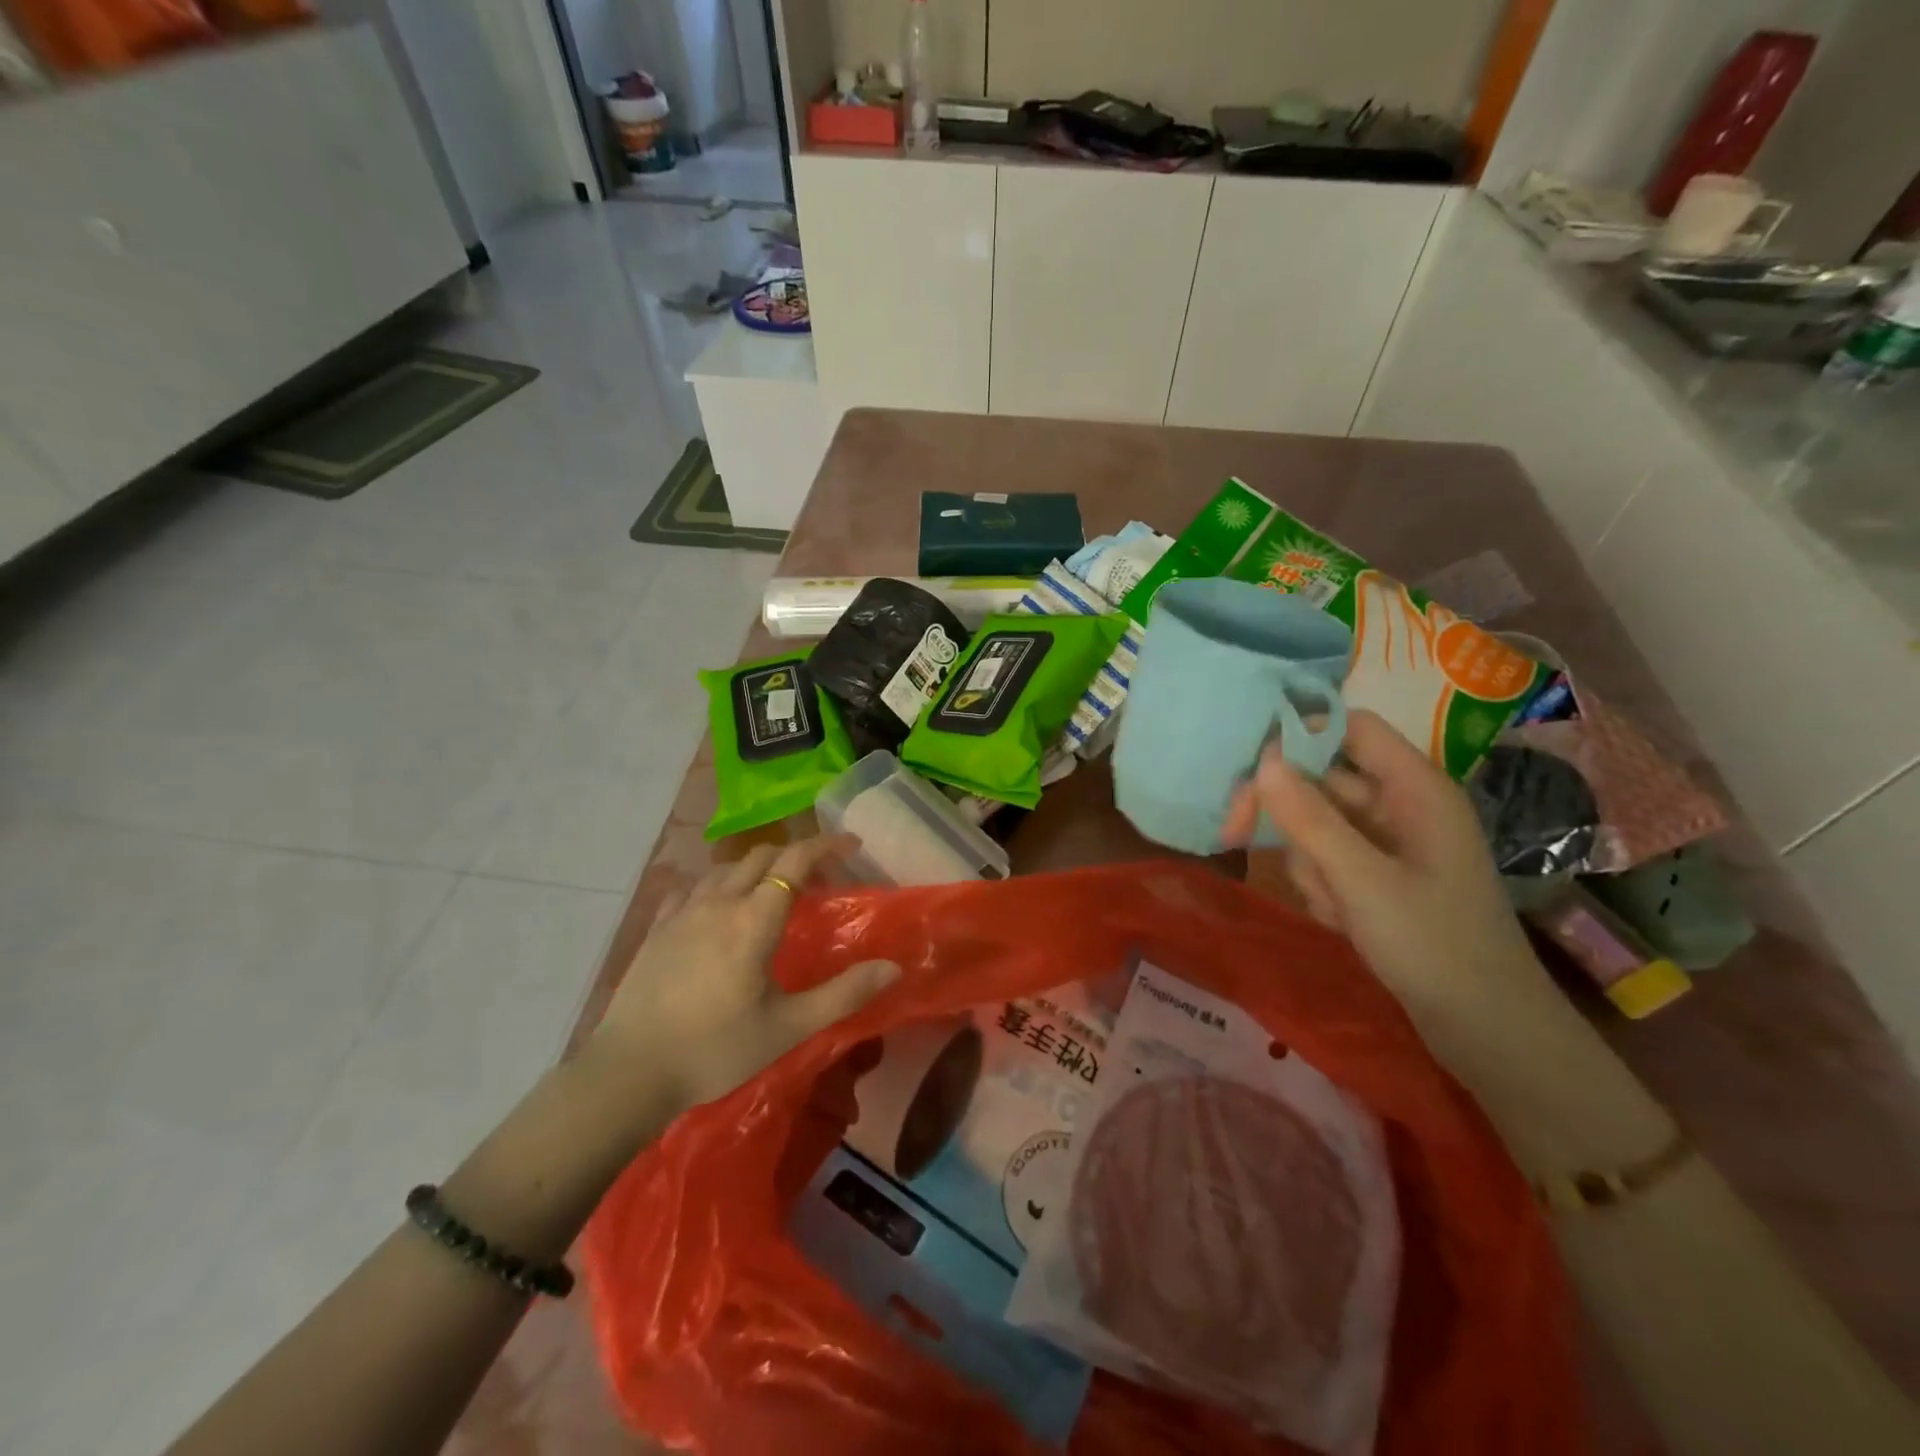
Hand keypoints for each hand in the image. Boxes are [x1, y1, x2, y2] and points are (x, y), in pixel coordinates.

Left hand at [585, 835, 899, 1111]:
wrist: (628, 1073)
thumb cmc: (715, 1049)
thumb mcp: (788, 1028)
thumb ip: (843, 994)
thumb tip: (893, 967)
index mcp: (753, 920)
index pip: (794, 861)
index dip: (825, 845)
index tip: (851, 842)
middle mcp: (718, 903)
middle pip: (760, 856)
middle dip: (794, 854)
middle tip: (818, 876)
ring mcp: (681, 913)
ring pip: (724, 869)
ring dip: (755, 868)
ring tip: (770, 890)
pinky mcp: (655, 930)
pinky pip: (690, 889)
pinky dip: (714, 886)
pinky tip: (714, 908)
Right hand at [1222, 709, 1541, 1024]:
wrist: (1487, 1032)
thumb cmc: (1435, 947)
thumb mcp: (1363, 881)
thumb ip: (1310, 820)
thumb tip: (1261, 762)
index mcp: (1416, 788)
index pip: (1352, 727)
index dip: (1301, 732)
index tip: (1249, 761)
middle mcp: (1401, 805)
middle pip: (1323, 778)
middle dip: (1288, 812)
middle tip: (1236, 833)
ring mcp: (1390, 843)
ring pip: (1318, 823)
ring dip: (1309, 859)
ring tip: (1333, 904)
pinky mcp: (1379, 876)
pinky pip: (1329, 858)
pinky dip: (1322, 884)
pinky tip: (1340, 919)